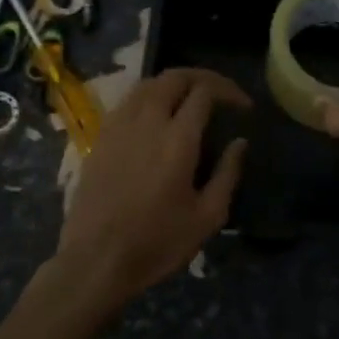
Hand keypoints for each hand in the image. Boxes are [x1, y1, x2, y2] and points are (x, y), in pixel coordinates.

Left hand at [47, 69, 250, 314]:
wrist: (95, 262)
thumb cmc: (157, 243)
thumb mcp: (207, 217)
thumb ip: (227, 173)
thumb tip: (239, 142)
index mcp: (178, 139)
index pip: (205, 92)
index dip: (229, 91)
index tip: (243, 108)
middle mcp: (147, 122)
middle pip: (174, 77)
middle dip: (202, 77)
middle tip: (220, 93)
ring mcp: (118, 127)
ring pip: (147, 84)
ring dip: (173, 84)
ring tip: (190, 100)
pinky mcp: (100, 138)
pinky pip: (128, 102)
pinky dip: (149, 97)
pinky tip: (156, 117)